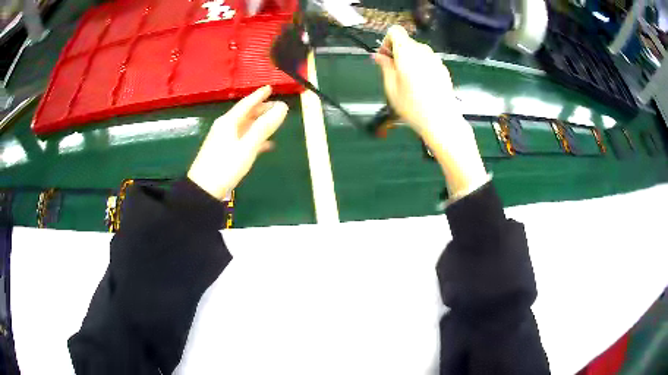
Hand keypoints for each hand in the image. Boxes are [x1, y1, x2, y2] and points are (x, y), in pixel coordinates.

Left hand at [187, 86, 288, 199]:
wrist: (204, 190)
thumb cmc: (225, 166)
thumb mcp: (247, 146)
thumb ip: (264, 127)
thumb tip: (282, 107)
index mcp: (228, 122)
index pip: (246, 104)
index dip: (259, 95)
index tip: (270, 88)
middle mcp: (225, 127)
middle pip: (245, 114)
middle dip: (261, 109)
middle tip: (278, 106)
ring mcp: (224, 140)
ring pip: (245, 126)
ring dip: (259, 123)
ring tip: (274, 122)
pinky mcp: (225, 152)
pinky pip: (243, 139)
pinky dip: (255, 138)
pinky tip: (266, 144)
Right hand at [373, 26, 487, 197]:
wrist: (441, 121)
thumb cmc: (412, 105)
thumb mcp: (391, 87)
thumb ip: (385, 66)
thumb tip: (379, 56)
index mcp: (407, 52)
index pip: (395, 31)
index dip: (387, 41)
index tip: (384, 58)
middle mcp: (423, 51)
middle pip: (406, 41)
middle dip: (396, 52)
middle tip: (392, 72)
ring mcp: (435, 59)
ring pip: (417, 51)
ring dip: (409, 59)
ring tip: (406, 80)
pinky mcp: (443, 69)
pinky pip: (427, 60)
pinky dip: (420, 66)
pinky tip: (421, 85)